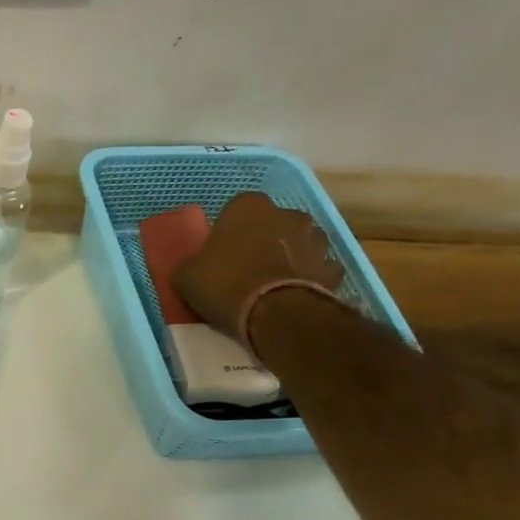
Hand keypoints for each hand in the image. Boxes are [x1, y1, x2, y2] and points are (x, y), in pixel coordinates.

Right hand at [170, 192, 343, 346]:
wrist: (274, 313)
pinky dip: (309, 279)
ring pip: (300, 244)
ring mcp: (316, 240)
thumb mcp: (186, 276)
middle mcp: (287, 214)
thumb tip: (195, 267)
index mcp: (249, 207)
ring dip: (290, 257)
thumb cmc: (224, 284)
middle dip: (265, 240)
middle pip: (273, 223)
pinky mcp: (333, 268)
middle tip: (247, 267)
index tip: (221, 252)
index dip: (229, 231)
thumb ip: (193, 263)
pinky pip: (318, 270)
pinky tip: (295, 296)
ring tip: (273, 284)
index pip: (237, 209)